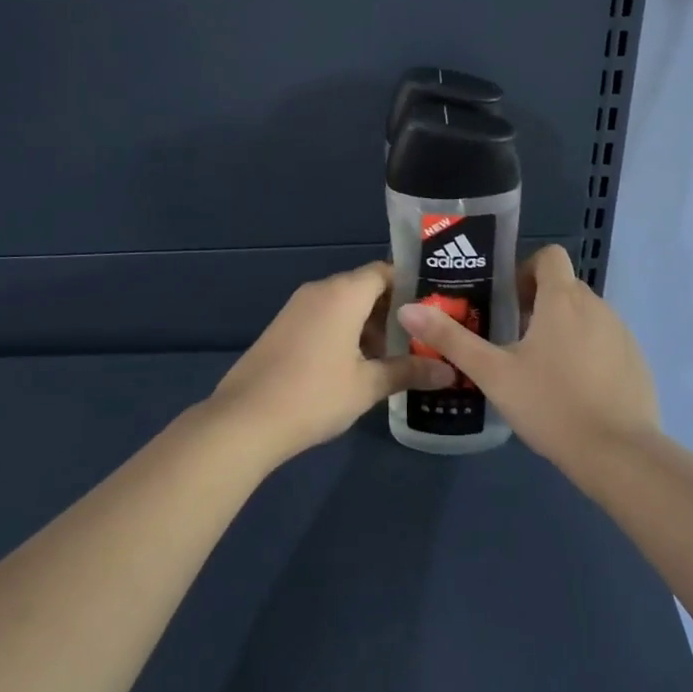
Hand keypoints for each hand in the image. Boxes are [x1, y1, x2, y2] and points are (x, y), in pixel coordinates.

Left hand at [213, 261, 453, 461]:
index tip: (435, 308)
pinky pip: (324, 318)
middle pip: (365, 287)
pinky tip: (357, 366)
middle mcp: (320, 290)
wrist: (244, 420)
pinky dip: (345, 332)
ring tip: (395, 357)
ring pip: (344, 305)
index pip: (386, 271)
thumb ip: (409, 371)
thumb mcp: (368, 385)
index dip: (412, 286)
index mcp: (344, 293)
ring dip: (369, 326)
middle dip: (393, 311)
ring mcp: (297, 307)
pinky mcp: (283, 327)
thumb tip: (448, 371)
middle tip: (422, 338)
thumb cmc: (314, 395)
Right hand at [397, 245, 659, 466]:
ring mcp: (622, 334)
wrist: (619, 454)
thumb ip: (451, 339)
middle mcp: (597, 306)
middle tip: (512, 337)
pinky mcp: (637, 361)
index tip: (507, 301)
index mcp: (562, 299)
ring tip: (539, 367)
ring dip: (562, 327)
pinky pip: (605, 341)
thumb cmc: (551, 404)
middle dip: (538, 302)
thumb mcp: (493, 373)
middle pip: (564, 286)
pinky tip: (572, 389)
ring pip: (586, 315)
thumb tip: (407, 309)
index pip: (550, 256)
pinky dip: (587, 351)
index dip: (526, 269)